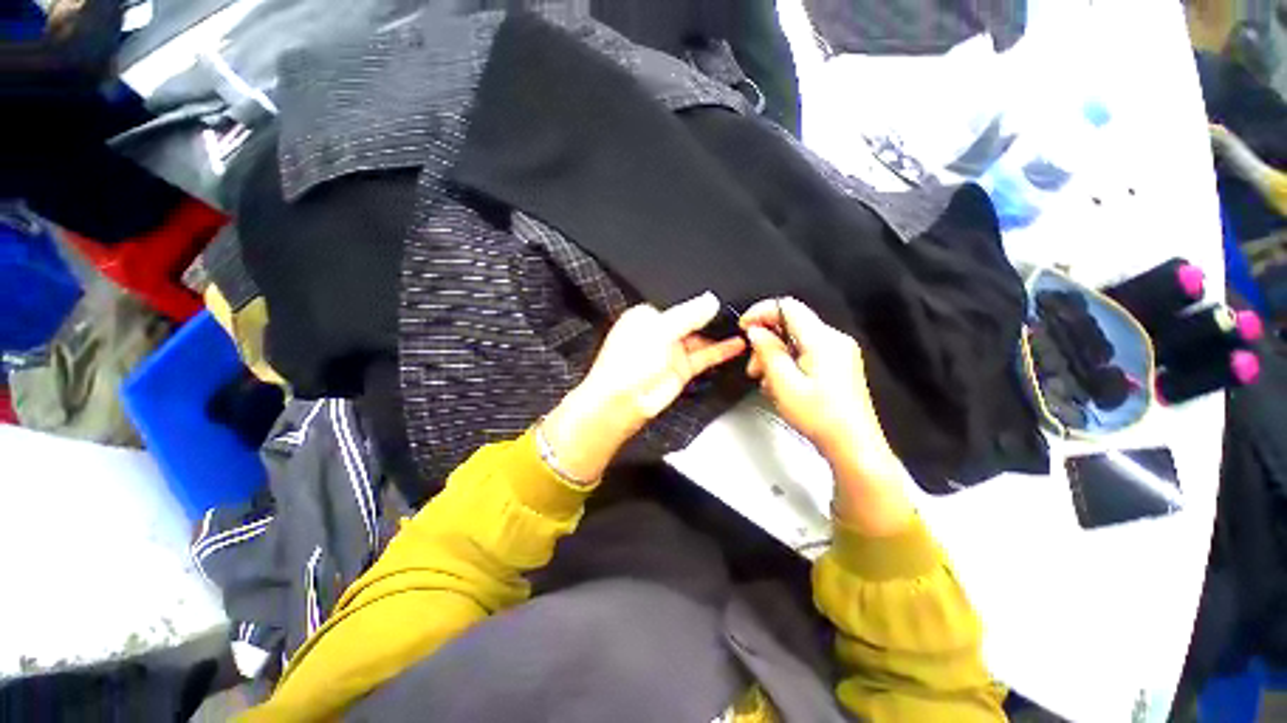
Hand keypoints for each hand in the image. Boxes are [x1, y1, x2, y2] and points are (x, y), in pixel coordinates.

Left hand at [543, 292, 746, 482]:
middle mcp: (659, 333)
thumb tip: (710, 301)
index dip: (696, 302)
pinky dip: (720, 351)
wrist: (621, 403)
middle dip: (710, 318)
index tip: (719, 298)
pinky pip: (704, 357)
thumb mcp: (660, 331)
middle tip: (736, 312)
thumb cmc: (627, 365)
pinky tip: (735, 345)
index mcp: (646, 316)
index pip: (677, 302)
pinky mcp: (681, 370)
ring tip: (743, 327)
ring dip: (718, 334)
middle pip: (690, 321)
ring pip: (699, 339)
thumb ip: (688, 316)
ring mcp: (671, 352)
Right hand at [740, 298, 913, 534]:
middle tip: (753, 367)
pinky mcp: (839, 365)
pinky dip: (788, 363)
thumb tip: (755, 331)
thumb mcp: (784, 384)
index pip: (787, 307)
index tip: (743, 327)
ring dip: (775, 356)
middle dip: (766, 341)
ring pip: (796, 340)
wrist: (854, 446)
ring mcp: (839, 352)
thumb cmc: (819, 417)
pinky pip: (806, 353)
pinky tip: (781, 385)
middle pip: (791, 325)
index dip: (760, 312)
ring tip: (765, 381)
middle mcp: (834, 340)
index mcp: (823, 340)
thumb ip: (767, 352)